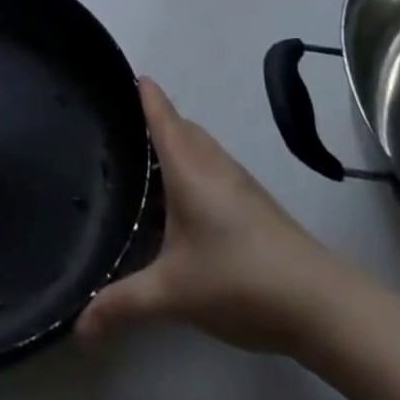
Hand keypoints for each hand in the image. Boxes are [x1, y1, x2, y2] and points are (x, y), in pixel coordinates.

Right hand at [78, 77, 353, 356]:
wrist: (322, 305)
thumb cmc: (239, 280)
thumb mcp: (173, 292)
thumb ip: (124, 303)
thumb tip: (78, 327)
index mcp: (187, 166)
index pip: (160, 113)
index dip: (142, 91)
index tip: (122, 73)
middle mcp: (212, 163)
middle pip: (181, 125)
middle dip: (154, 118)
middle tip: (119, 127)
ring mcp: (238, 182)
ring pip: (200, 147)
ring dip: (176, 144)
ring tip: (144, 162)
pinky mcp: (255, 204)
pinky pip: (213, 168)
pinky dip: (193, 168)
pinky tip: (184, 203)